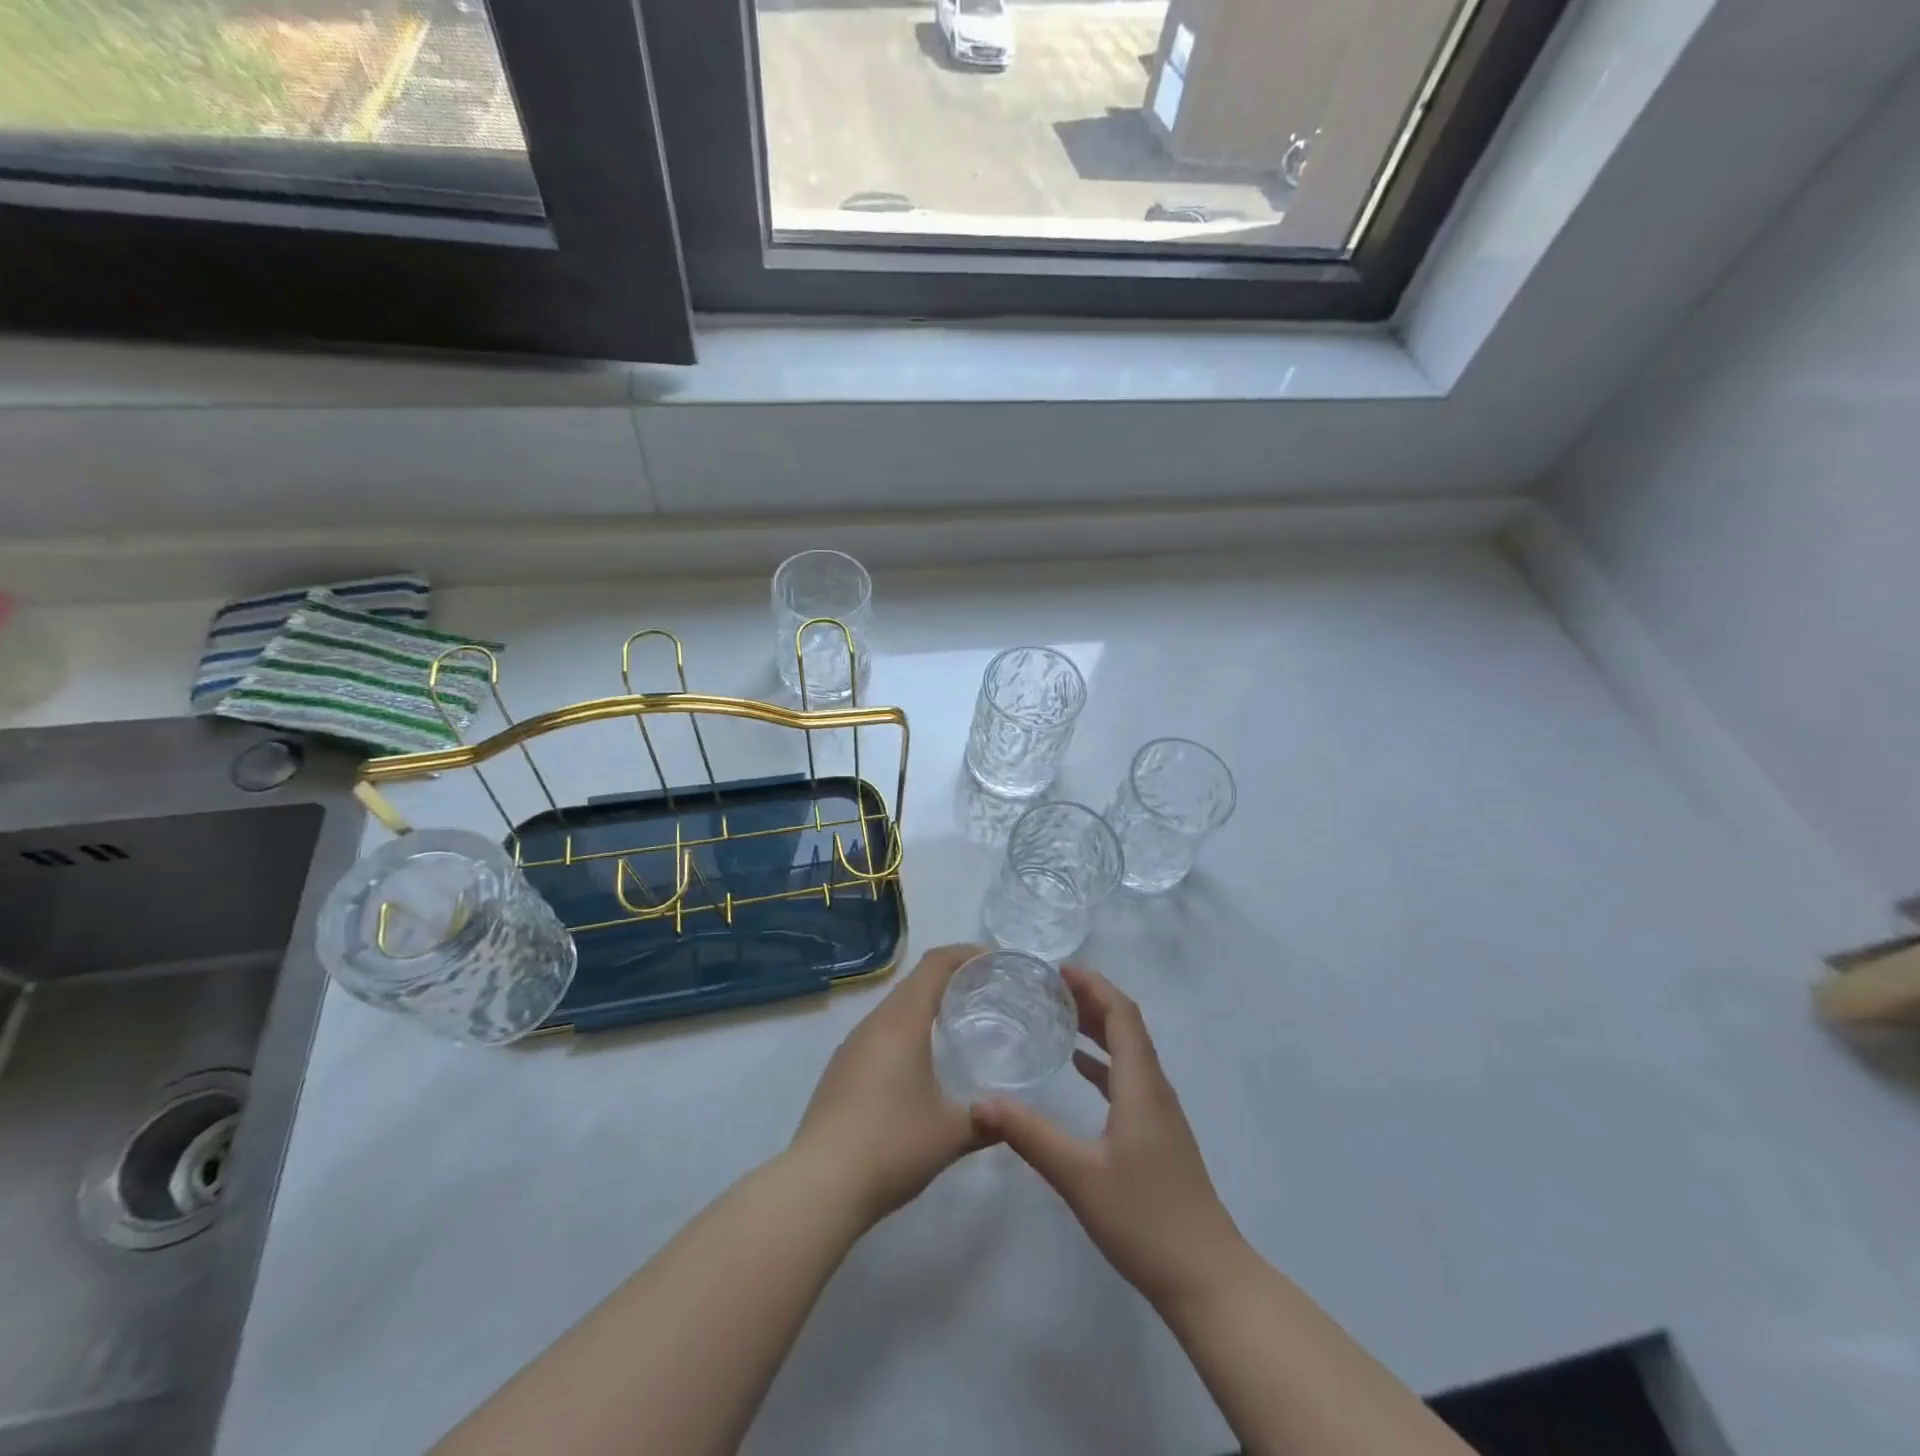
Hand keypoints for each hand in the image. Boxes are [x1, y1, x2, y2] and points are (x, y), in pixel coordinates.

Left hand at [790, 943, 991, 1226]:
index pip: (935, 965)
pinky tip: (920, 1063)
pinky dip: (906, 1031)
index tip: (994, 960)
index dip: (965, 954)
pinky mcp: (840, 1070)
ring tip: (957, 1023)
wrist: (819, 1186)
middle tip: (985, 992)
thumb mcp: (951, 1134)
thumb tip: (1013, 1117)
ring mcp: (852, 1046)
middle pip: (914, 982)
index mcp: (902, 1022)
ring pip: (895, 1008)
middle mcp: (874, 1023)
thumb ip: (988, 1120)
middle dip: (950, 978)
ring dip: (925, 1006)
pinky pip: (880, 1033)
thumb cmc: (891, 1145)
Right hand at [972, 964, 1248, 1308]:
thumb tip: (980, 1101)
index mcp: (1141, 1085)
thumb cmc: (1145, 1220)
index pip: (1122, 1015)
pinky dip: (1103, 1060)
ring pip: (1128, 1050)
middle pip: (1126, 1026)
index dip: (1094, 985)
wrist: (1206, 1278)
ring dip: (1097, 1026)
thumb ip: (1030, 1135)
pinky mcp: (1156, 1133)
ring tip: (1058, 1013)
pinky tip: (1078, 1067)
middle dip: (1091, 999)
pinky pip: (1128, 1077)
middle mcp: (1154, 1088)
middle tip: (1048, 986)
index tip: (1058, 969)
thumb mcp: (1079, 1177)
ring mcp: (1158, 1112)